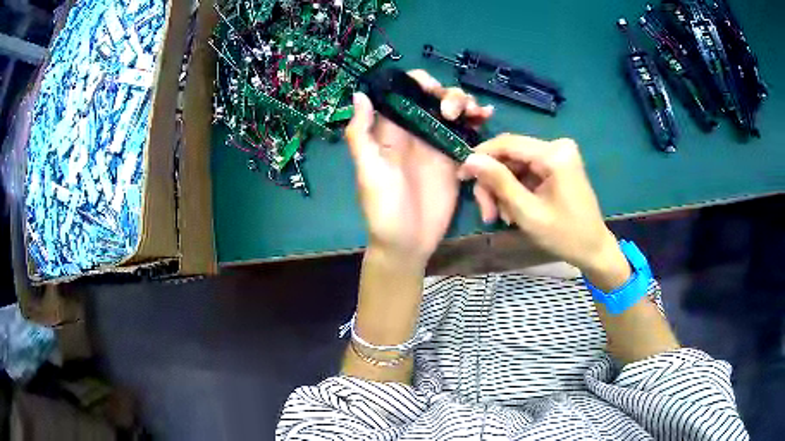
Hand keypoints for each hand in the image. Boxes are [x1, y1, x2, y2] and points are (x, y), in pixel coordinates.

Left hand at [346, 70, 492, 263]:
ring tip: (475, 113)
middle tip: (453, 112)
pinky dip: (477, 120)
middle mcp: (415, 130)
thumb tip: (360, 93)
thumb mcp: (368, 171)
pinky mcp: (455, 158)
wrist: (408, 243)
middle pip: (434, 97)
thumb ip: (361, 134)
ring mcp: (437, 143)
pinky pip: (467, 132)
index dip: (419, 82)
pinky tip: (486, 116)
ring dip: (466, 103)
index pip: (405, 93)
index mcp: (391, 129)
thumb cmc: (384, 209)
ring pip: (454, 111)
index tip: (431, 89)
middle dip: (448, 94)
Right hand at [457, 135, 629, 289]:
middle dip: (494, 184)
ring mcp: (558, 156)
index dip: (480, 157)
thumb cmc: (564, 235)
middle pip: (510, 156)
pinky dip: (515, 191)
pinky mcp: (557, 166)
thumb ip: (499, 182)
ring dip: (503, 191)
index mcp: (554, 154)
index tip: (461, 177)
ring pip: (515, 166)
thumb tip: (470, 159)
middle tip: (486, 214)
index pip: (507, 144)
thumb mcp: (527, 212)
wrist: (593, 249)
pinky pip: (526, 173)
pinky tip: (513, 212)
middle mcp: (557, 147)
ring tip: (501, 218)